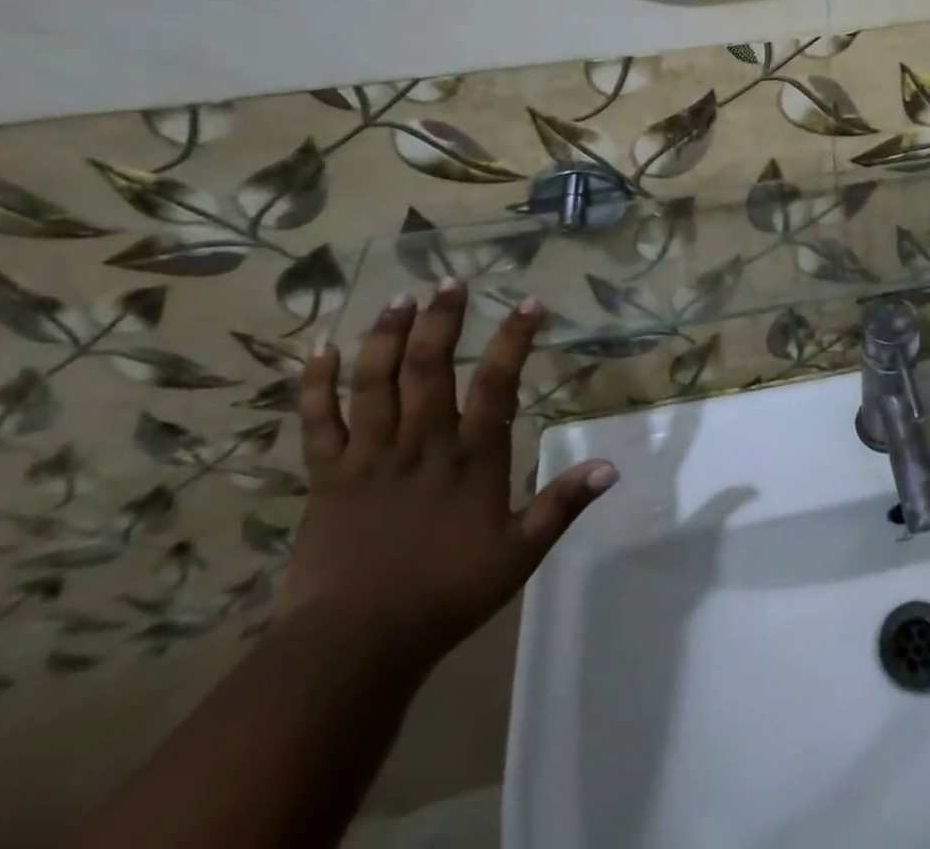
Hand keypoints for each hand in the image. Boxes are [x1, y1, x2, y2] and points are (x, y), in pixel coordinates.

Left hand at [279, 280, 617, 667]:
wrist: (352, 647)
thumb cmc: (445, 595)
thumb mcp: (518, 555)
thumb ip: (562, 505)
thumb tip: (612, 466)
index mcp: (470, 459)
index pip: (497, 385)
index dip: (514, 340)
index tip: (530, 302)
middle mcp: (421, 445)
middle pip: (429, 368)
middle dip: (442, 320)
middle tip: (450, 280)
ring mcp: (369, 458)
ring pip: (375, 383)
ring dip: (386, 337)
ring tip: (399, 298)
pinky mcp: (327, 479)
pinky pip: (319, 424)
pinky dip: (317, 386)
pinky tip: (321, 351)